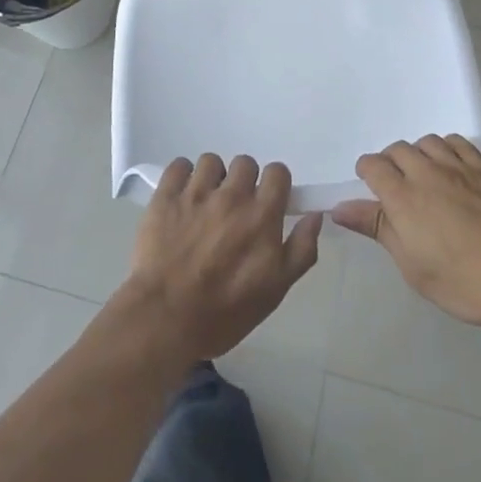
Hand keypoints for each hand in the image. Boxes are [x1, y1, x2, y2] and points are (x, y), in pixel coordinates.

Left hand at [120, 154, 322, 361]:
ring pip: (211, 162)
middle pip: (245, 163)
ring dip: (212, 178)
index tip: (266, 202)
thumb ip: (301, 249)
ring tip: (205, 203)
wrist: (165, 319)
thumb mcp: (275, 290)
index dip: (274, 184)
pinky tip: (182, 196)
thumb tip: (315, 216)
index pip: (277, 172)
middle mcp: (232, 195)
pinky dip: (182, 176)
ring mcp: (197, 192)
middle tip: (234, 209)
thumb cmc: (225, 312)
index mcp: (261, 215)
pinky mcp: (166, 195)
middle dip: (243, 181)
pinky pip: (178, 165)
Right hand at [331, 136, 480, 329]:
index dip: (366, 174)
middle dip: (390, 163)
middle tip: (398, 190)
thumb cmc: (464, 282)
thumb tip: (341, 208)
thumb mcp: (413, 267)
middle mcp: (427, 172)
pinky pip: (457, 142)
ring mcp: (458, 166)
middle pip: (397, 149)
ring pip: (426, 141)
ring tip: (424, 176)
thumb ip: (378, 229)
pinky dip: (446, 148)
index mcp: (403, 197)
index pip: (372, 165)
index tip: (371, 192)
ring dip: (418, 154)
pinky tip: (451, 167)